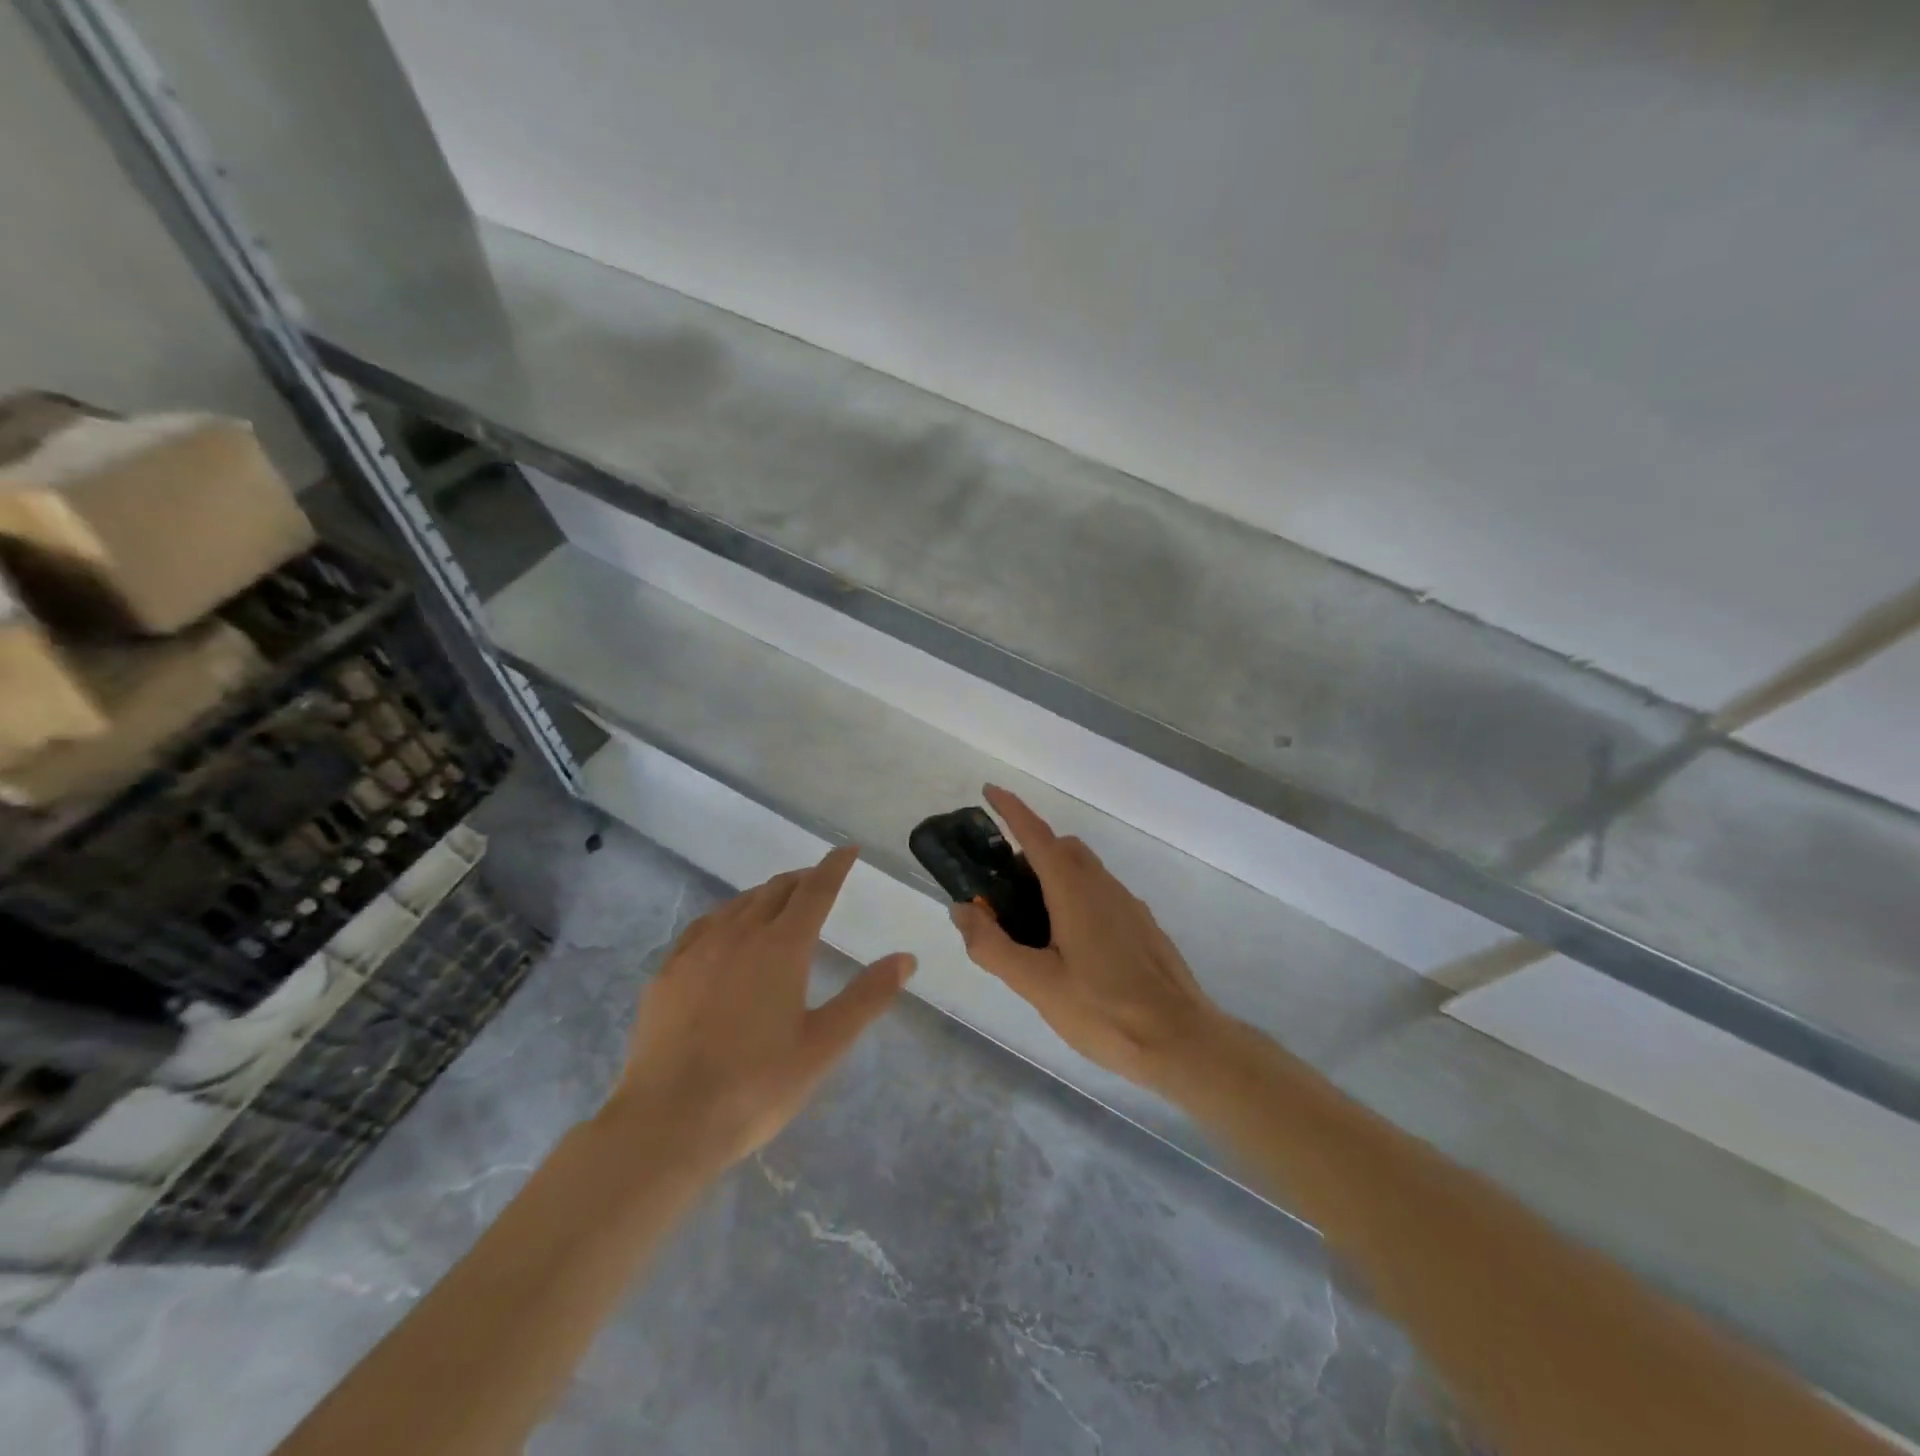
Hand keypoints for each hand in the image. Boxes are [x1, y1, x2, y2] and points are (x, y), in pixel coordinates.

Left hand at [608, 846, 914, 1171]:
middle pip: (776, 891)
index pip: (815, 890)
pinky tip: (724, 931)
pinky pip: (703, 926)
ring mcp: (698, 951)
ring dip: (765, 895)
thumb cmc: (757, 1085)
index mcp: (782, 947)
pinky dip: (726, 916)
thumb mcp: (824, 1045)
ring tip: (778, 902)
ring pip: (738, 904)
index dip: (834, 866)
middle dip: (802, 880)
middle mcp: (740, 935)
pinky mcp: (667, 973)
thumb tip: (906, 958)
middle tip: (818, 882)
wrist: (667, 1122)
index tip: (848, 849)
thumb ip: (867, 997)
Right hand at [952, 786, 1223, 1087]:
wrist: (1182, 1041)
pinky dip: (1075, 897)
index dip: (1011, 809)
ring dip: (1053, 877)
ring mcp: (1128, 905)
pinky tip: (1070, 948)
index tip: (989, 790)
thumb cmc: (1105, 1011)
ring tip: (1031, 926)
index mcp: (1075, 891)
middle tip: (1002, 891)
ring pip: (1084, 871)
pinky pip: (1101, 894)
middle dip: (1030, 851)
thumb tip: (961, 909)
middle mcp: (1104, 886)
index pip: (1037, 835)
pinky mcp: (1143, 926)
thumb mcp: (1037, 985)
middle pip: (1062, 848)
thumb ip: (993, 946)